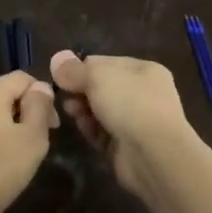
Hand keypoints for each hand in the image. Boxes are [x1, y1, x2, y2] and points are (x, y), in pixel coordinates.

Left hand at [0, 71, 57, 212]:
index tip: (53, 124)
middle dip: (23, 110)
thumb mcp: (32, 138)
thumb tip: (39, 87)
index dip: (42, 94)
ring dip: (5, 124)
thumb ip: (39, 107)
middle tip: (38, 139)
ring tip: (19, 152)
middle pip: (1, 93)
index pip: (20, 77)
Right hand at [48, 50, 193, 193]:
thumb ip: (74, 70)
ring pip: (101, 111)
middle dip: (81, 90)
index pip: (106, 63)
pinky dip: (91, 129)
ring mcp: (137, 121)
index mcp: (144, 70)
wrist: (154, 154)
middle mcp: (144, 94)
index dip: (82, 68)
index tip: (62, 76)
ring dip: (83, 110)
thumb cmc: (129, 104)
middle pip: (102, 87)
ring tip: (70, 112)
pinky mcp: (127, 145)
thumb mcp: (97, 76)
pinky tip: (82, 128)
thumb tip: (57, 59)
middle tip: (64, 96)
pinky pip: (103, 133)